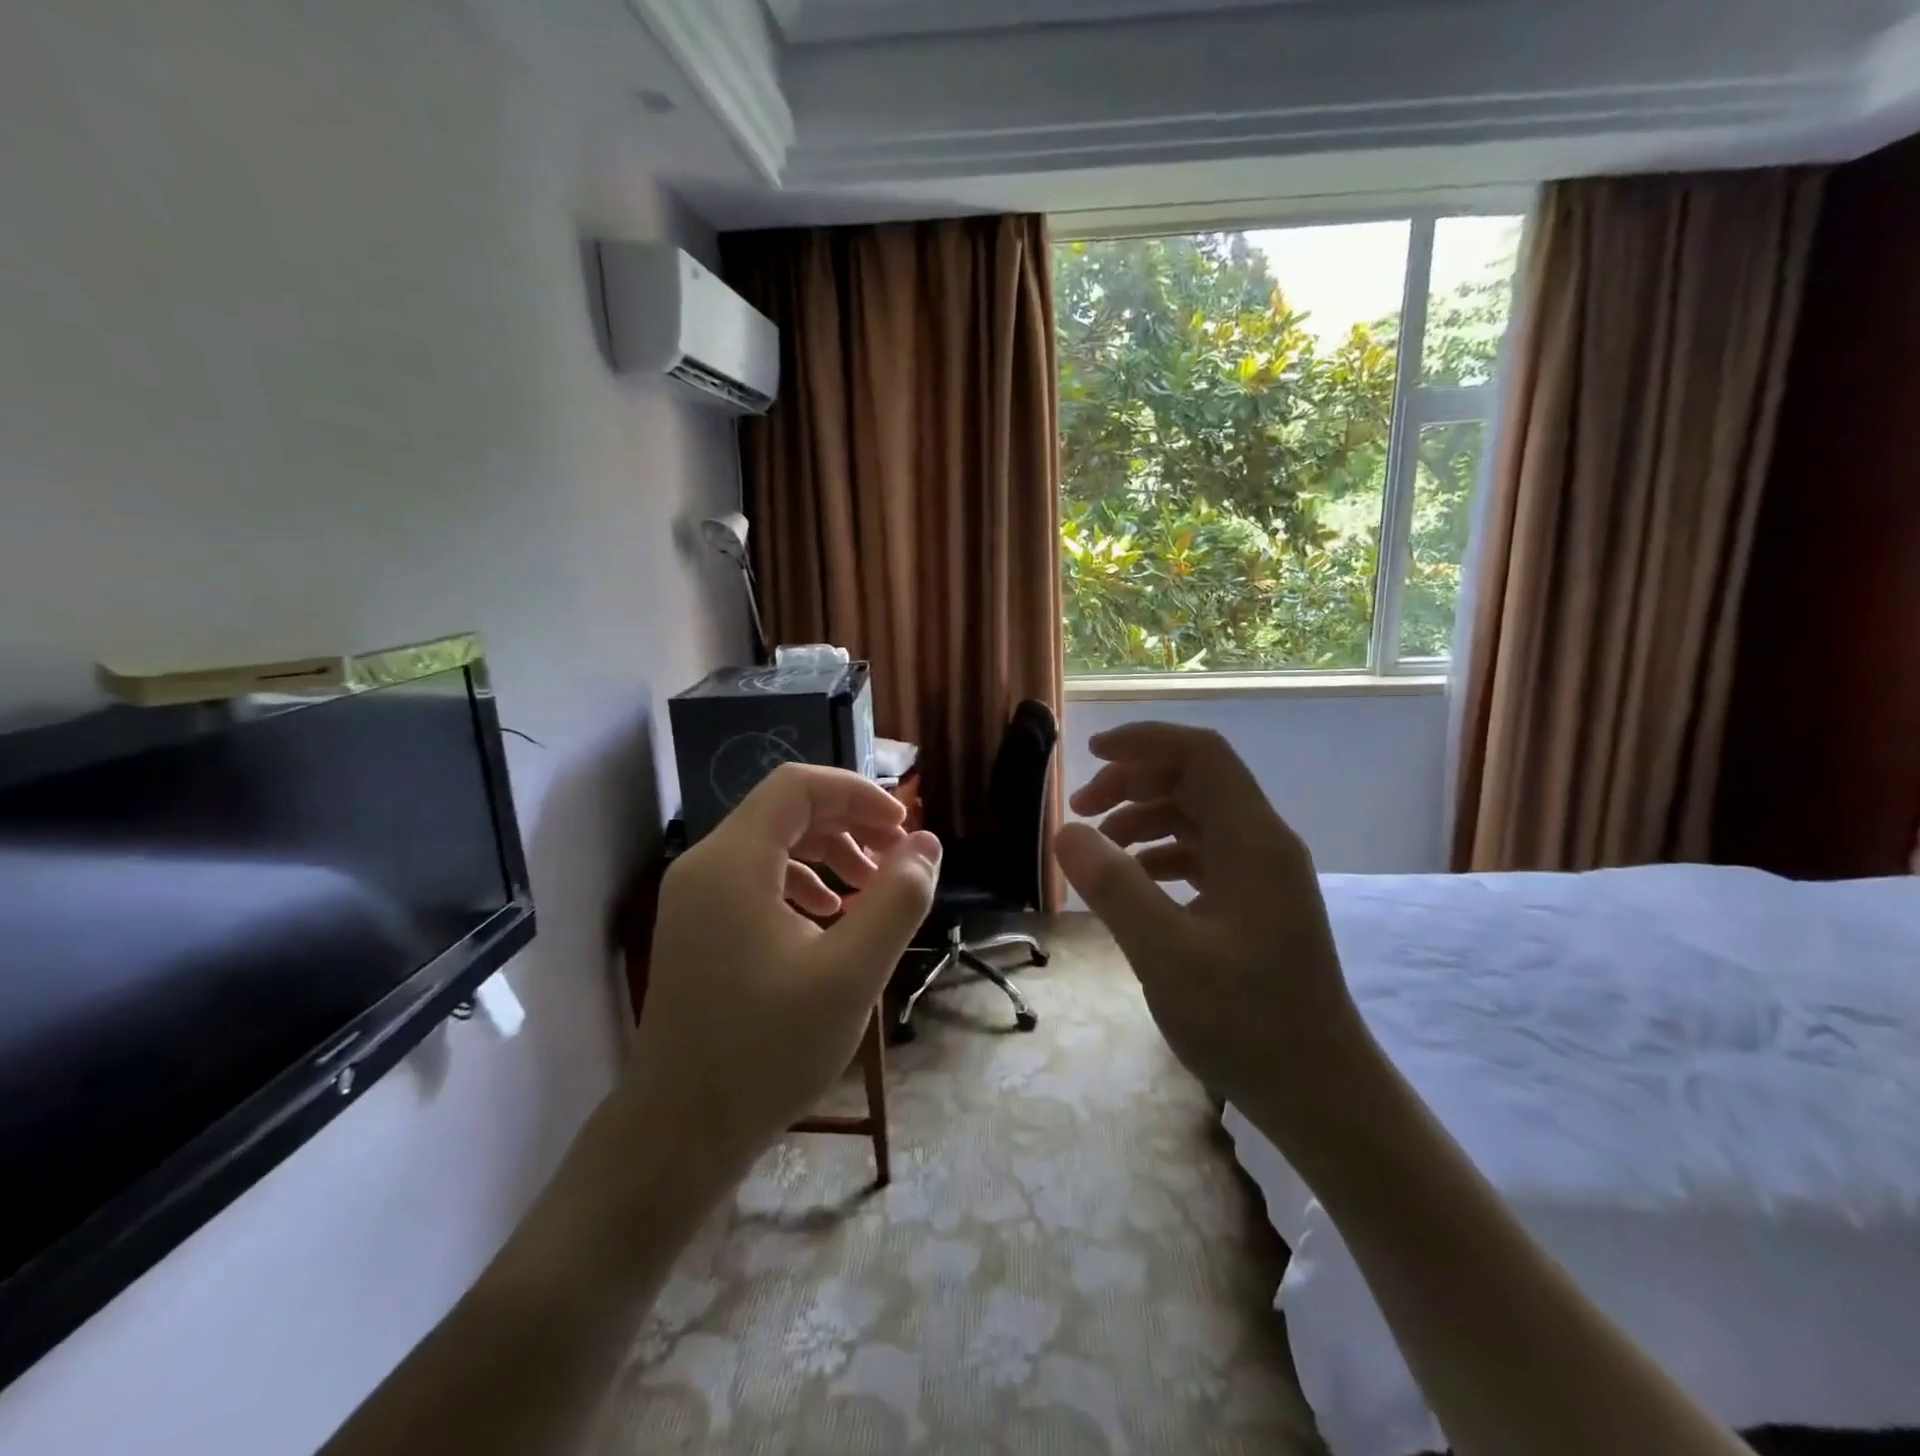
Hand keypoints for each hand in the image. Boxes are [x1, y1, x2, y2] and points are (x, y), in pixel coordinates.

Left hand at [630, 764, 941, 1176]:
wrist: (679, 1133)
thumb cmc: (767, 1051)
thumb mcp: (850, 974)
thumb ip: (896, 900)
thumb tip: (927, 843)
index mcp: (732, 863)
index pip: (798, 786)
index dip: (857, 793)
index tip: (903, 828)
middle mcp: (704, 866)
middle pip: (785, 810)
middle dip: (848, 823)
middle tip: (897, 859)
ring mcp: (695, 898)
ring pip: (772, 844)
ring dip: (828, 853)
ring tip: (870, 891)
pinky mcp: (698, 927)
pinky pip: (756, 878)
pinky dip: (802, 883)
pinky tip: (829, 920)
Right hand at [1053, 722, 1365, 1119]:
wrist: (1320, 1095)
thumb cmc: (1247, 1024)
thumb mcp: (1166, 955)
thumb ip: (1114, 888)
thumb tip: (1066, 832)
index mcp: (1254, 841)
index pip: (1202, 753)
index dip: (1145, 740)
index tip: (1090, 753)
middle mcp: (1264, 845)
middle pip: (1196, 780)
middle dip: (1134, 782)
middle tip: (1081, 812)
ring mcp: (1262, 875)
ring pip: (1197, 817)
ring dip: (1143, 818)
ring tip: (1097, 848)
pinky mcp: (1255, 904)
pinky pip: (1202, 854)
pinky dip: (1160, 854)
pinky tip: (1133, 883)